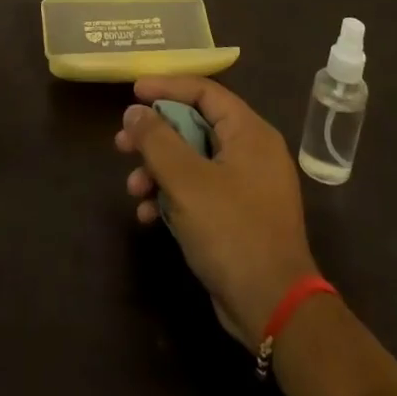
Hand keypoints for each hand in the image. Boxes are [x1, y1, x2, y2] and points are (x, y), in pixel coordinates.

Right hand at [116, 77, 318, 348]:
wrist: (274, 309)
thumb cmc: (232, 231)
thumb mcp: (186, 181)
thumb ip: (157, 139)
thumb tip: (134, 111)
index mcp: (249, 132)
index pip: (204, 91)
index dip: (166, 86)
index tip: (133, 92)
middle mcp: (252, 151)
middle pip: (195, 125)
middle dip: (155, 136)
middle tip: (122, 144)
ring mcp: (247, 186)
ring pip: (193, 161)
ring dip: (159, 171)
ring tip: (132, 188)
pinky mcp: (239, 216)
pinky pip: (200, 191)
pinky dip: (174, 197)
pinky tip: (148, 216)